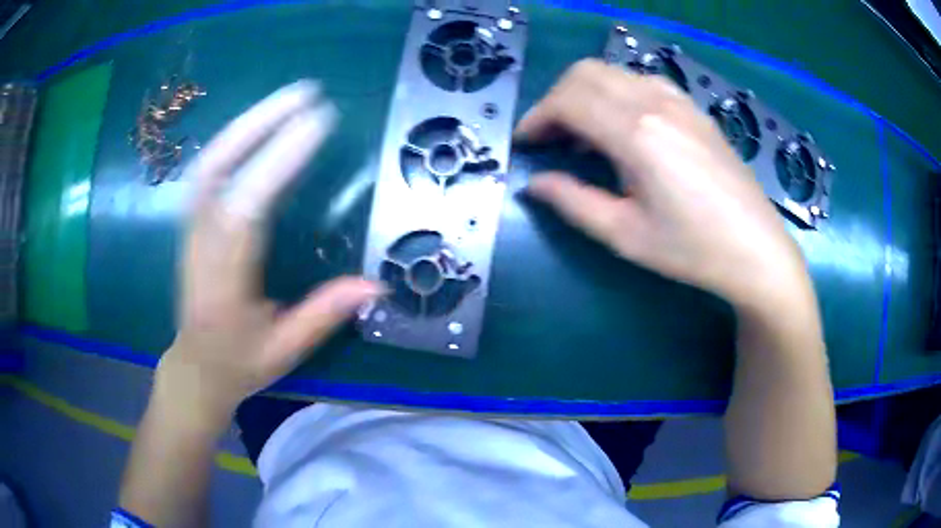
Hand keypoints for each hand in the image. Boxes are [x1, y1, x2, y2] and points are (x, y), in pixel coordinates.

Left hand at [156, 81, 381, 424]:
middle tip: (305, 92)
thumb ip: (324, 315)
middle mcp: (201, 244)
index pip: (247, 207)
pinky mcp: (192, 221)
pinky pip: (209, 168)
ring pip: (210, 161)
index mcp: (224, 281)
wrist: (195, 366)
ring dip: (247, 123)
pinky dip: (234, 138)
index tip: (319, 121)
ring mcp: (191, 228)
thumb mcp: (284, 351)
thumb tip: (376, 283)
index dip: (279, 159)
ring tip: (287, 98)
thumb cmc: (239, 363)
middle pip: (218, 168)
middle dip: (259, 123)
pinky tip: (258, 124)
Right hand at [518, 59, 811, 310]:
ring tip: (584, 134)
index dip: (537, 117)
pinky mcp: (693, 108)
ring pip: (613, 72)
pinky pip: (642, 80)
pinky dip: (617, 92)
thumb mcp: (626, 235)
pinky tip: (624, 125)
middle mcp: (655, 103)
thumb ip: (573, 202)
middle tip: (551, 137)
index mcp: (636, 134)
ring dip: (586, 93)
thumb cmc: (692, 249)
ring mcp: (678, 101)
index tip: (526, 143)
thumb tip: (535, 183)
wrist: (756, 249)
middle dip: (556, 100)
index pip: (568, 101)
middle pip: (585, 74)